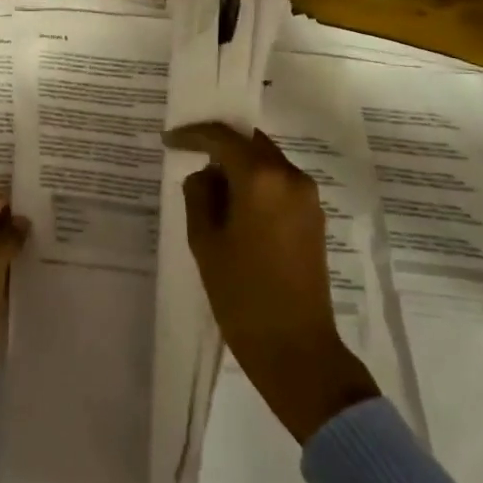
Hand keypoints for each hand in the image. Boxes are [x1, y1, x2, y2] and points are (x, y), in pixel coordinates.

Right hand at [164, 122, 379, 441]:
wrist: (296, 348)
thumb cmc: (242, 293)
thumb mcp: (205, 241)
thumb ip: (199, 195)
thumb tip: (206, 175)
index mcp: (261, 178)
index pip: (223, 137)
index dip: (193, 134)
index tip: (169, 139)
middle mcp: (290, 177)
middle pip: (251, 142)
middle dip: (219, 143)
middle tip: (188, 151)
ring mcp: (307, 198)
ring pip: (266, 161)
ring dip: (238, 163)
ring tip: (208, 183)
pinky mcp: (313, 218)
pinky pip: (279, 183)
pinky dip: (255, 182)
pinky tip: (234, 202)